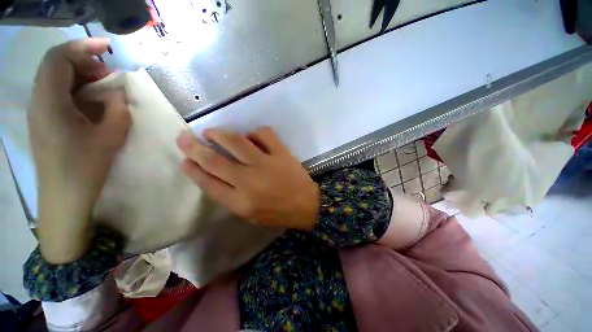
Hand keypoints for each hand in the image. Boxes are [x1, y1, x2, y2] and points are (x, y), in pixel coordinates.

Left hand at [29, 38, 130, 262]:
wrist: (64, 198)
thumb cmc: (85, 168)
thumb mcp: (109, 137)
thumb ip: (117, 110)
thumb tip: (118, 93)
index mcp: (50, 103)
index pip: (58, 58)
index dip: (83, 46)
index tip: (108, 48)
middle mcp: (39, 101)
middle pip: (56, 65)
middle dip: (84, 62)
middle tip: (109, 76)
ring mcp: (39, 112)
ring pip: (57, 79)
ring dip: (81, 77)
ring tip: (103, 89)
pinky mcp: (44, 121)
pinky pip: (58, 94)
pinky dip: (76, 91)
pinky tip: (92, 103)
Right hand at [177, 127, 319, 230]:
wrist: (306, 204)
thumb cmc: (277, 212)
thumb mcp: (249, 213)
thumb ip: (230, 196)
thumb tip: (214, 174)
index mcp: (240, 202)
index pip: (208, 183)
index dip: (193, 170)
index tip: (184, 159)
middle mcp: (249, 181)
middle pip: (215, 161)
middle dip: (194, 148)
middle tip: (184, 138)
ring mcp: (266, 164)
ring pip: (236, 142)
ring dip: (220, 134)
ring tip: (211, 132)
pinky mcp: (281, 153)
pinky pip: (264, 134)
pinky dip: (254, 132)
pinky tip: (251, 137)